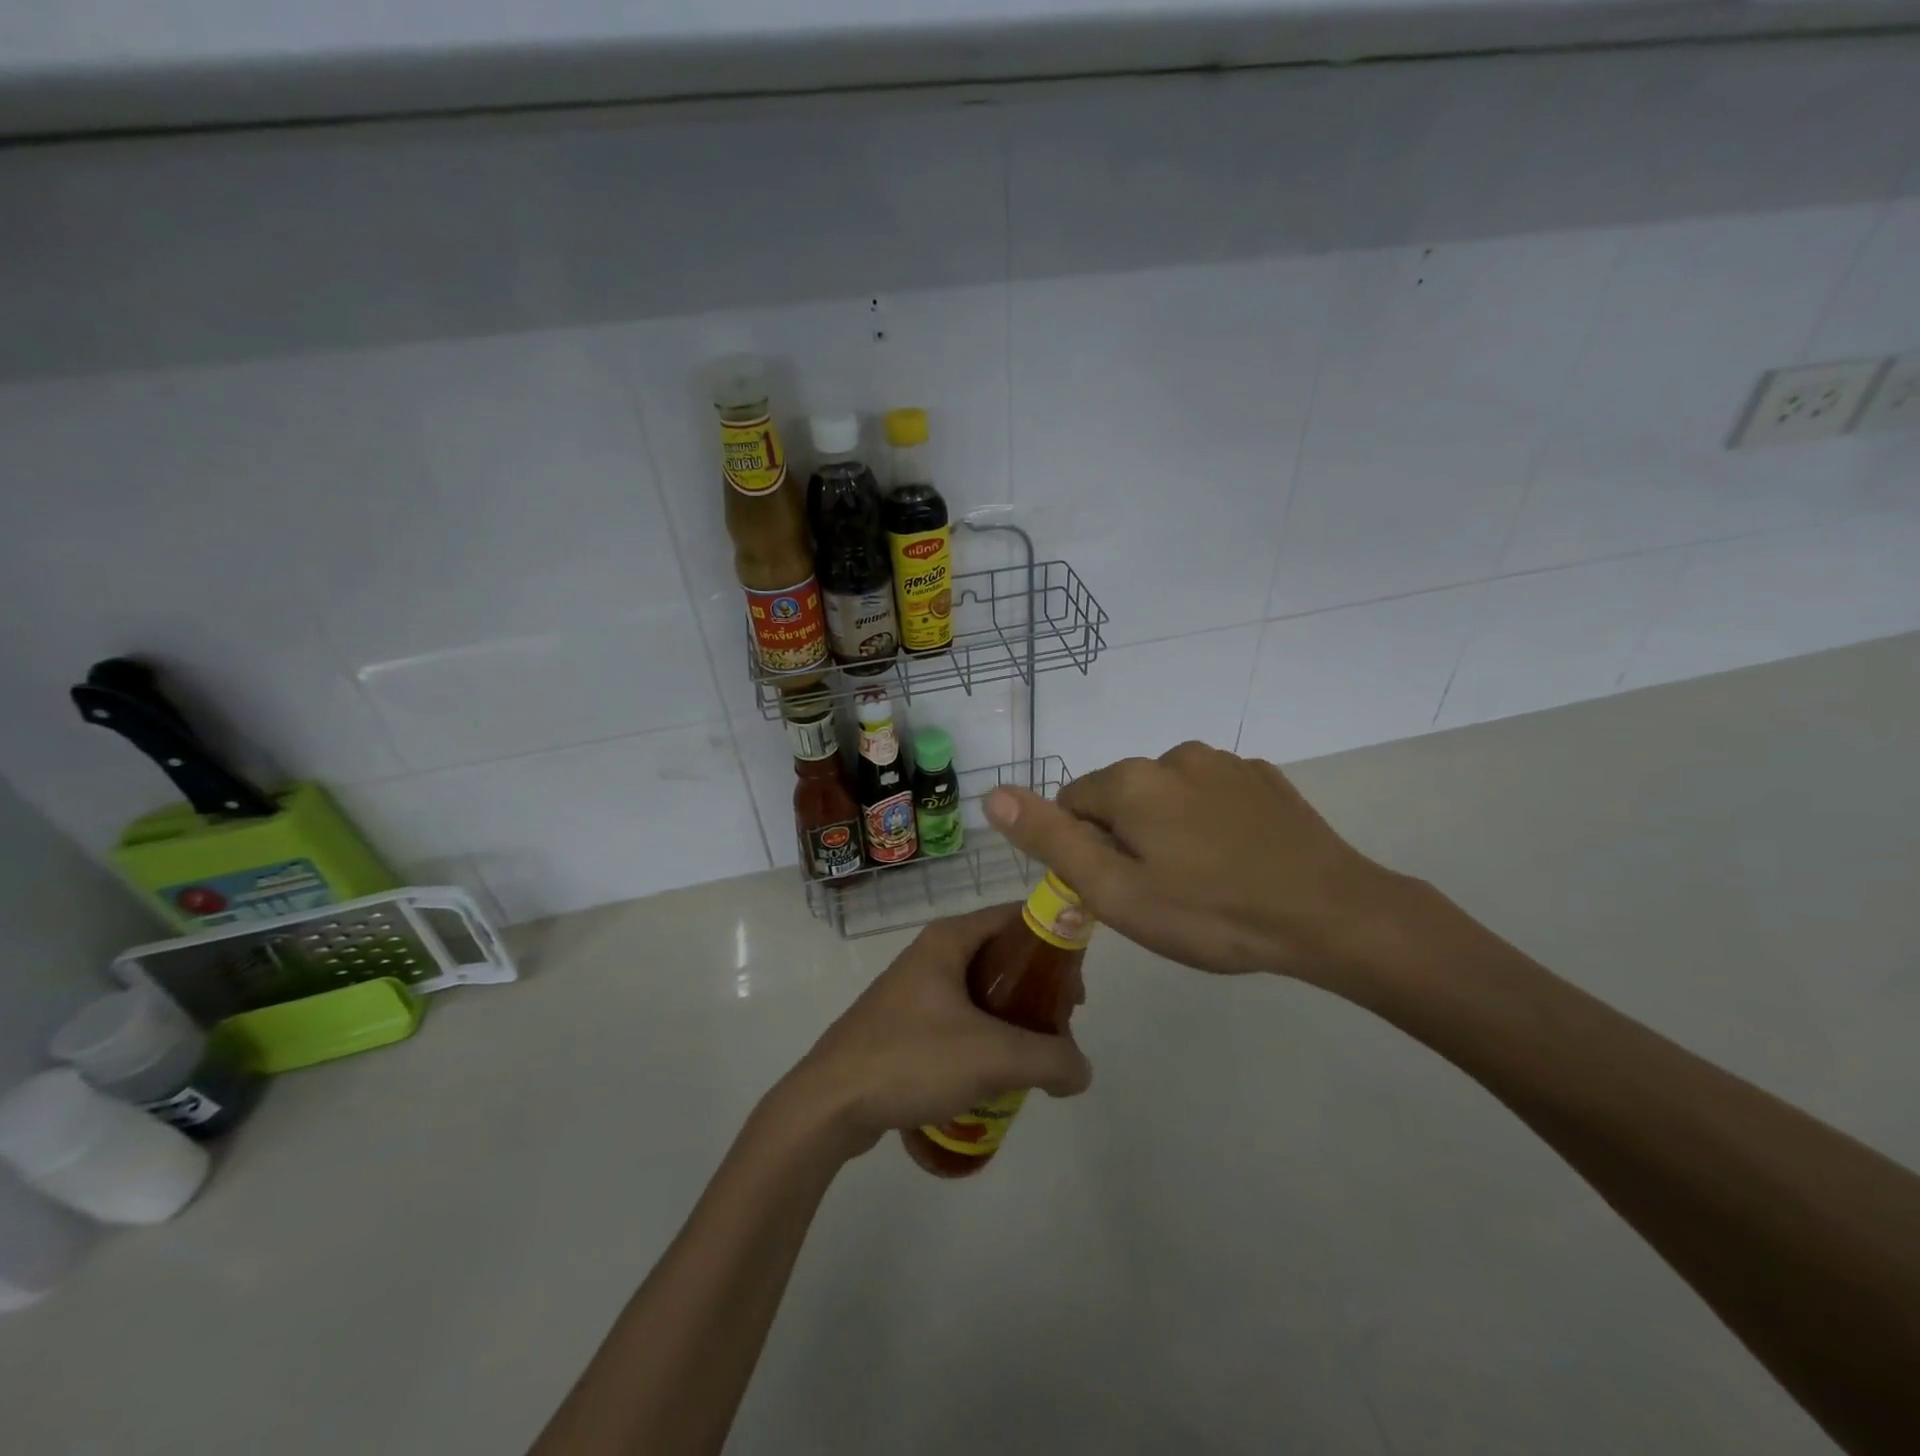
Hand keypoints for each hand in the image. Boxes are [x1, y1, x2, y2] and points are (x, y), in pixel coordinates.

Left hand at [778, 905, 1092, 1155]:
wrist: (829, 1104)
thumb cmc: (911, 1059)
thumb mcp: (993, 1057)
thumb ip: (1050, 1060)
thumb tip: (1081, 1072)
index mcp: (949, 939)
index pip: (1015, 917)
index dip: (1053, 942)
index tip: (1077, 983)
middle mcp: (931, 953)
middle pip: (1001, 956)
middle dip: (1036, 988)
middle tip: (1061, 1025)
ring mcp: (913, 989)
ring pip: (979, 990)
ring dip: (1012, 1017)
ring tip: (1033, 1055)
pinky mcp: (902, 1024)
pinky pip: (957, 1019)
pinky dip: (984, 1036)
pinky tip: (993, 1075)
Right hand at [983, 742, 1415, 989]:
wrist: (1332, 916)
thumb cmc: (1211, 913)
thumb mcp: (1117, 891)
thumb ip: (1051, 840)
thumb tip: (992, 793)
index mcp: (1131, 780)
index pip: (1072, 803)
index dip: (1083, 850)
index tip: (1116, 890)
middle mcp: (1173, 755)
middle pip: (1120, 797)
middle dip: (1125, 838)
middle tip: (1159, 894)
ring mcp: (1225, 763)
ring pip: (1166, 796)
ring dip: (1168, 829)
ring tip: (1202, 882)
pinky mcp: (1263, 778)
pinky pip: (1211, 796)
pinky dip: (1209, 822)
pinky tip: (1236, 861)